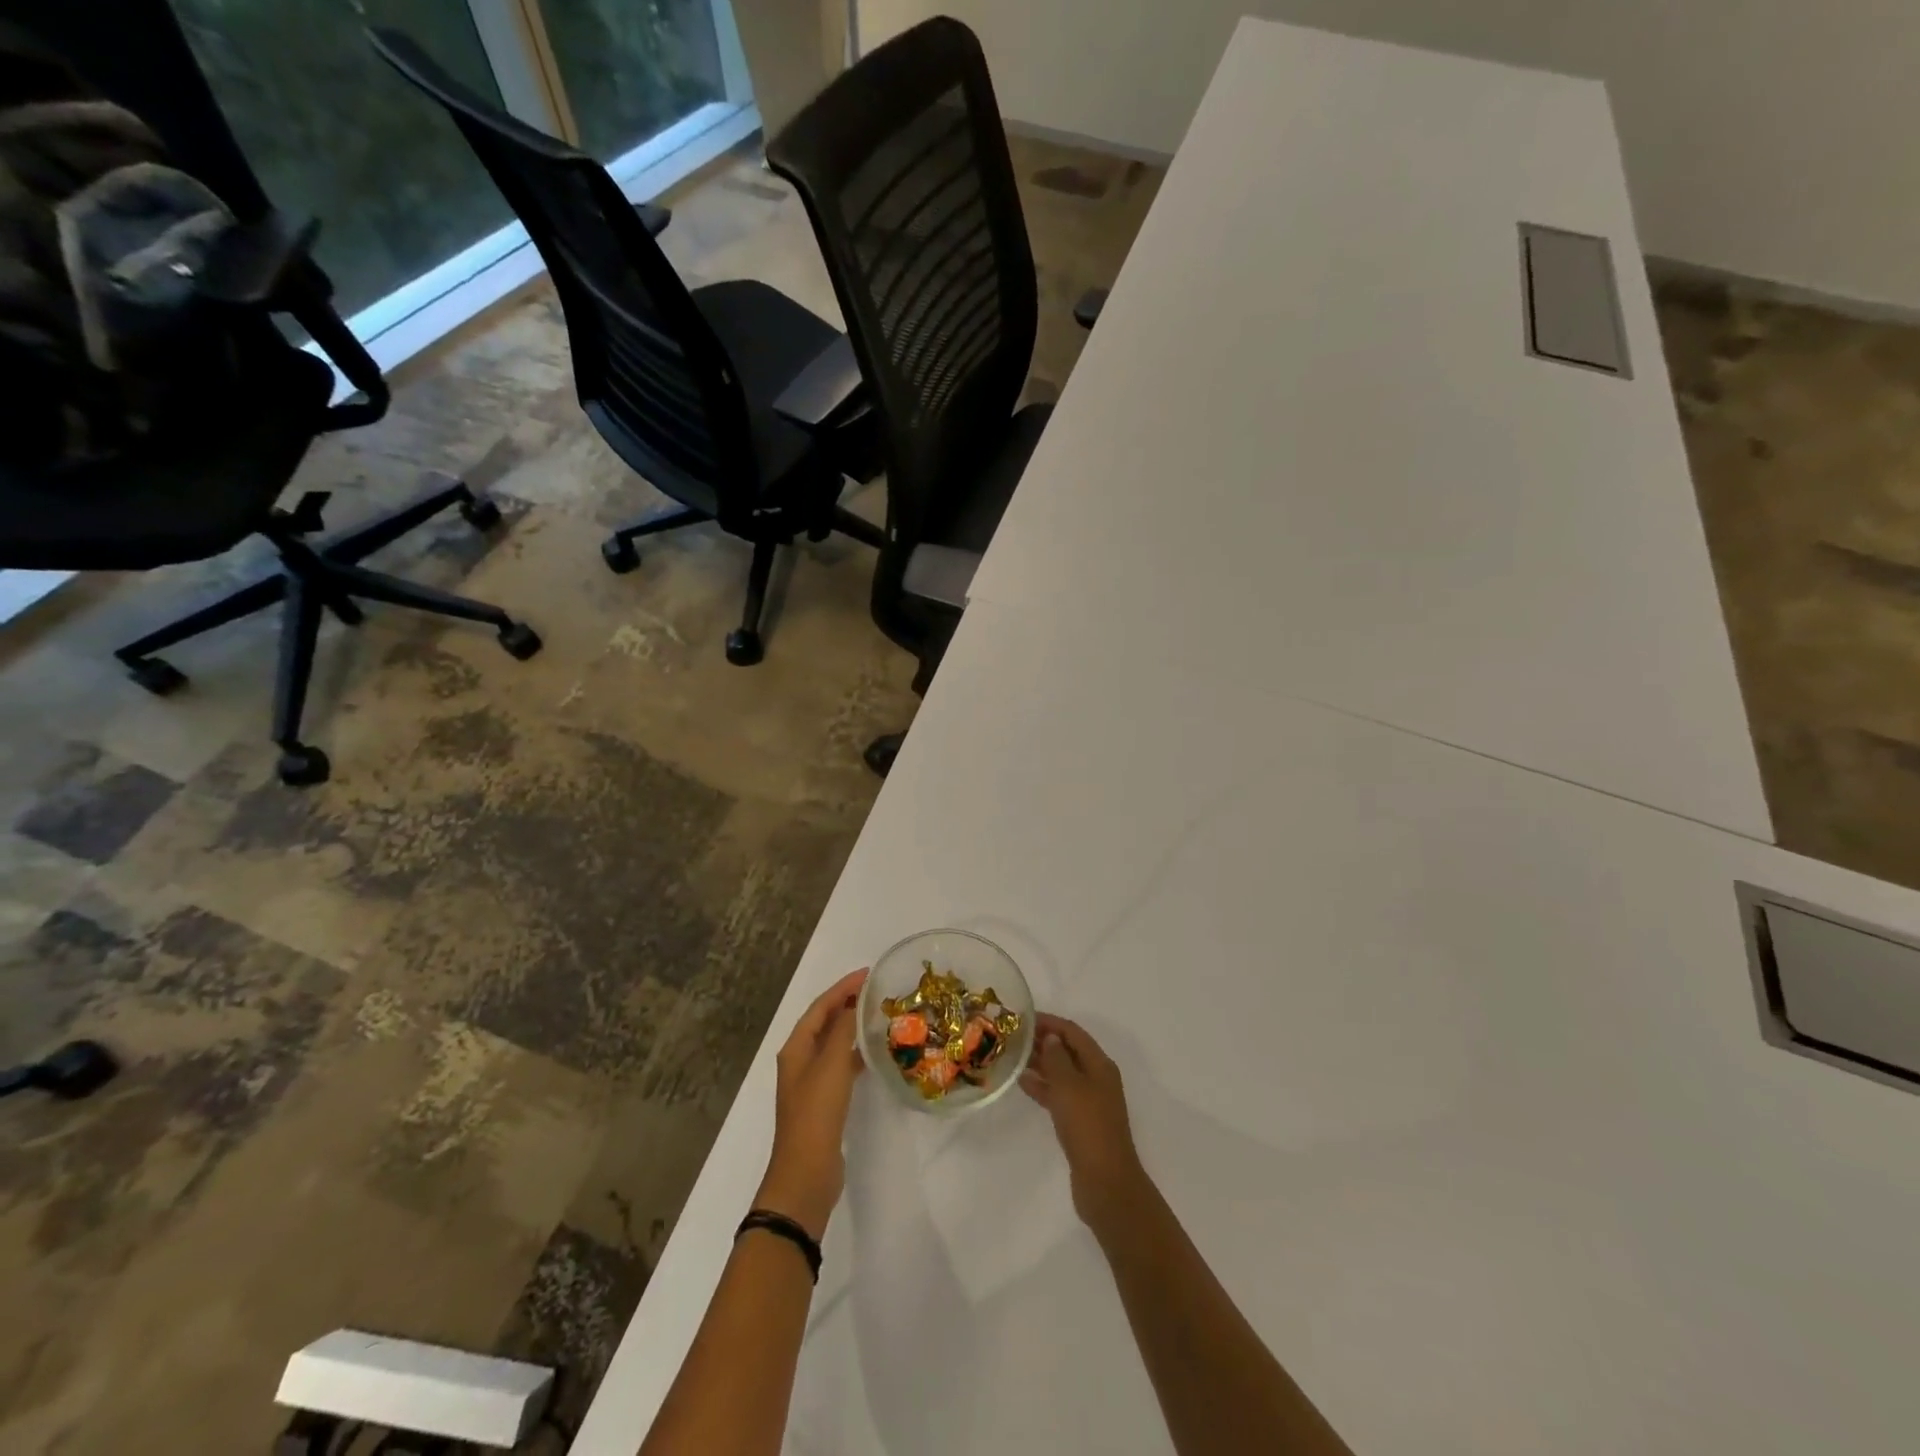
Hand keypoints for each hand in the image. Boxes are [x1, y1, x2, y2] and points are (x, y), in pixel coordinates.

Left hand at [757, 967, 867, 1240]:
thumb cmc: (816, 1113)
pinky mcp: (825, 1102)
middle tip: (877, 991)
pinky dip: (856, 1052)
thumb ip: (844, 1030)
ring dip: (853, 1027)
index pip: (820, 1007)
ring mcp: (811, 1083)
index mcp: (796, 1048)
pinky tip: (875, 1053)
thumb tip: (856, 1003)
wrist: (806, 1172)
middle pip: (825, 1022)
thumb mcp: (831, 1065)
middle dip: (848, 1003)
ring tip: (879, 1015)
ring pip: (834, 1043)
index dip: (842, 988)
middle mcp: (800, 1061)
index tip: (868, 973)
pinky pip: (841, 1065)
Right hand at [1020, 1013, 1149, 1236]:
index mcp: (1099, 1064)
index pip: (1072, 1032)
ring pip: (1061, 1073)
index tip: (1022, 1017)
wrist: (1105, 1183)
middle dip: (1043, 1041)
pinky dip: (1042, 1087)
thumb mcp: (1069, 1086)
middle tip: (1012, 1036)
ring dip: (1040, 1063)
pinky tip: (1021, 1083)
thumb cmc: (1088, 1127)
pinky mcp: (1080, 1122)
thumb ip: (1057, 1058)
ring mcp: (1089, 1101)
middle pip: (1068, 1051)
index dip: (1049, 1022)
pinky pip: (1059, 1095)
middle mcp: (1097, 1078)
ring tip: (1012, 1056)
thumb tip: (1050, 1038)